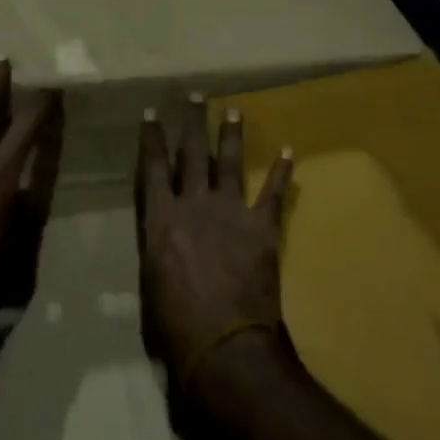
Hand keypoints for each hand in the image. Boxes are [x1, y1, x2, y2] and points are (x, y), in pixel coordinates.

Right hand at [136, 94, 293, 392]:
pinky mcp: (262, 228)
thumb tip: (159, 234)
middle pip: (192, 154)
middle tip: (195, 95)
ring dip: (231, 136)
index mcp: (163, 217)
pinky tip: (289, 151)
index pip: (154, 167)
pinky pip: (273, 194)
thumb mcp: (150, 280)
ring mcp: (231, 212)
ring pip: (229, 163)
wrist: (226, 344)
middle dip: (192, 122)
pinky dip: (281, 173)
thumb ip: (155, 246)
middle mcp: (195, 204)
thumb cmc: (175, 323)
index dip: (152, 139)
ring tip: (233, 110)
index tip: (151, 112)